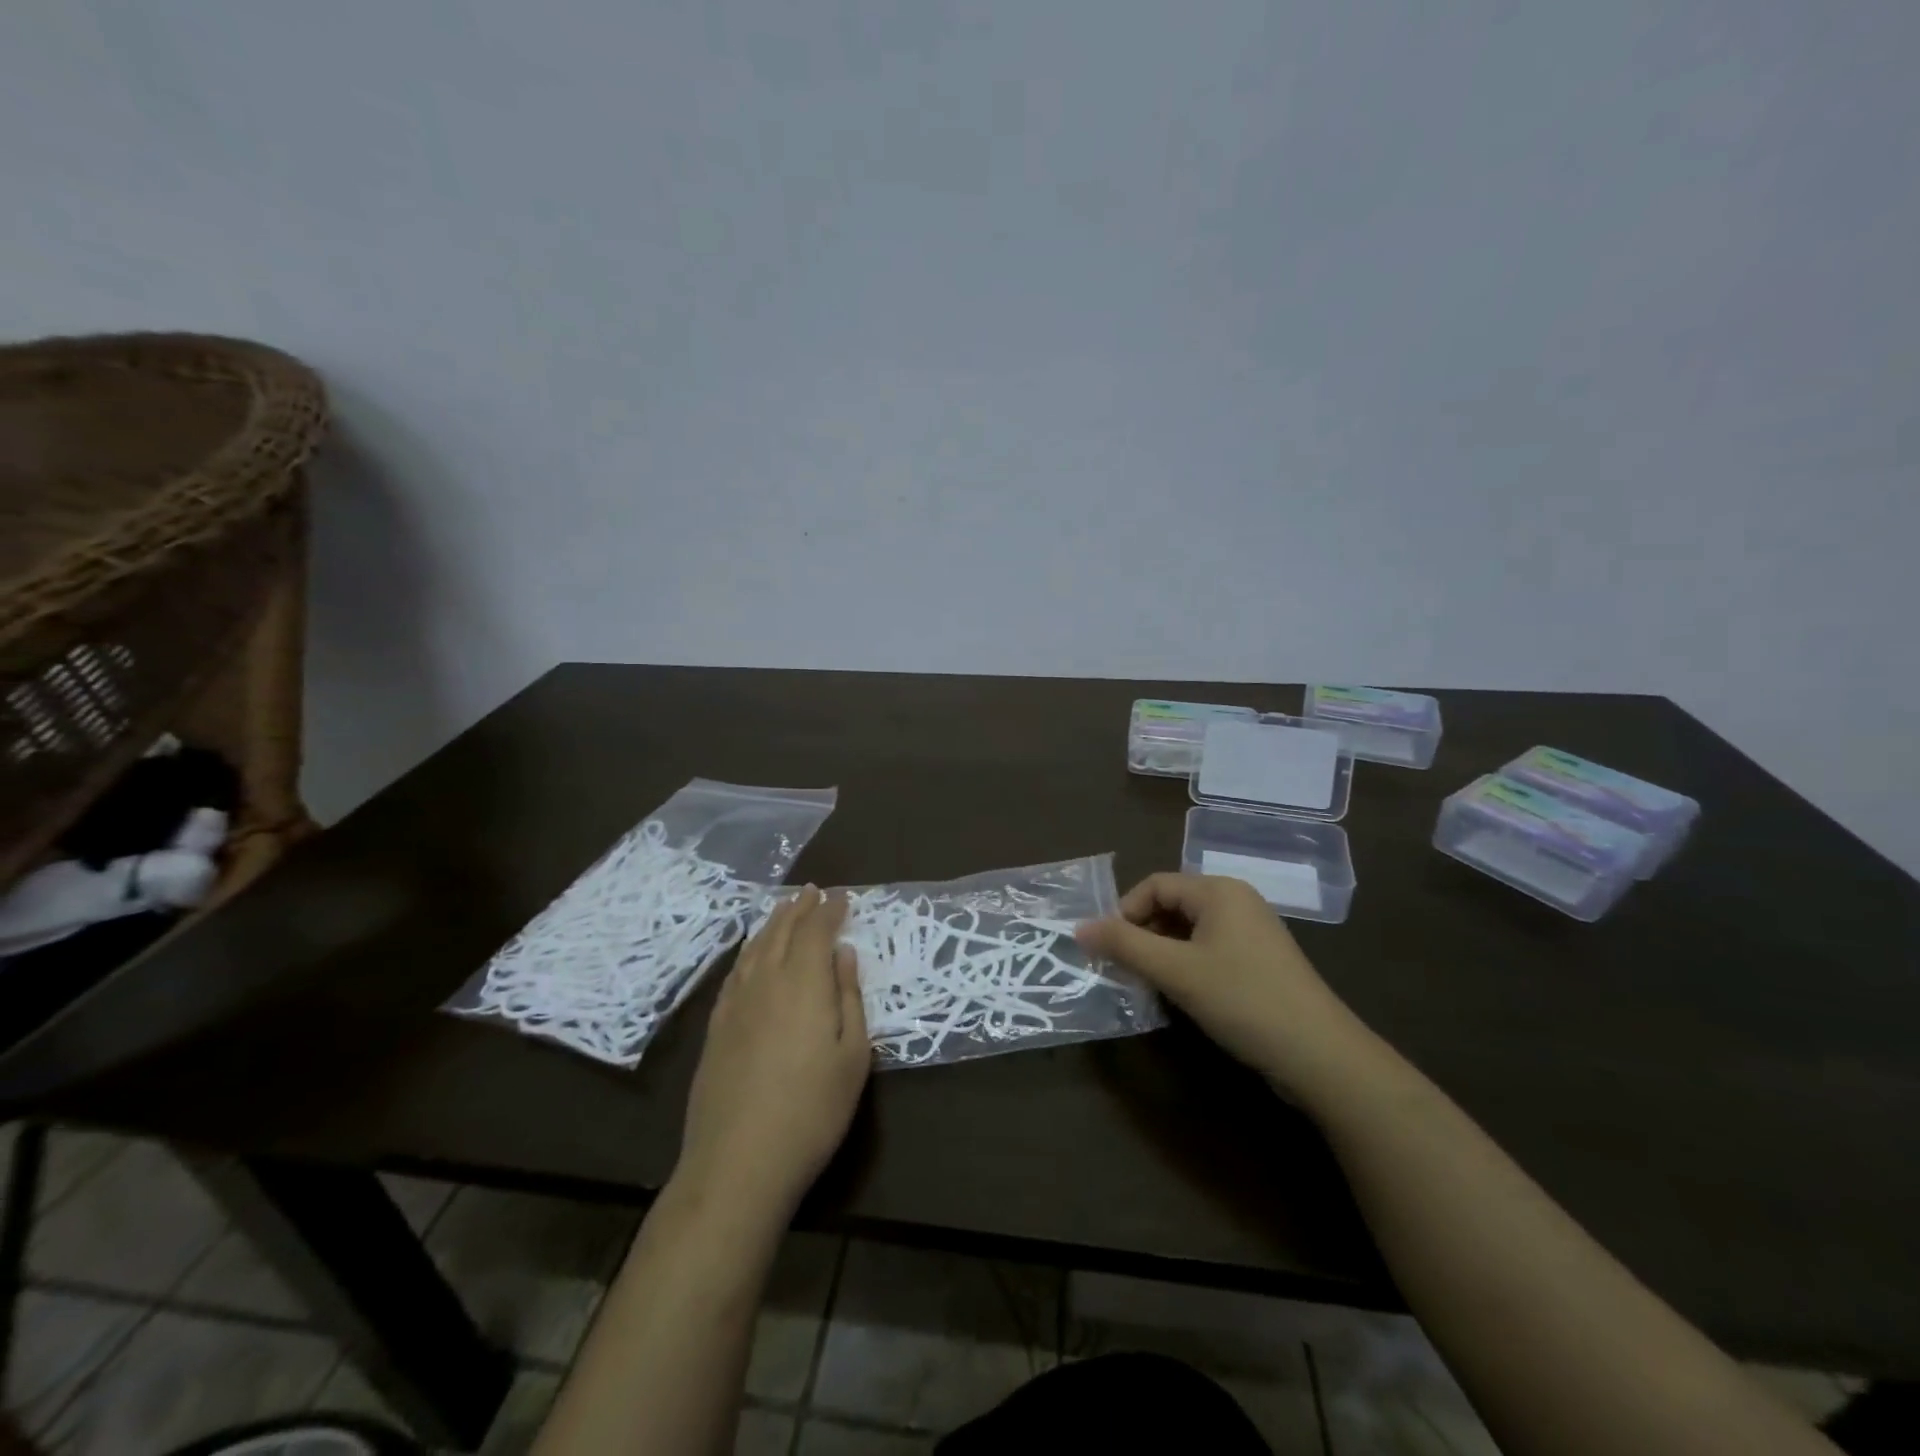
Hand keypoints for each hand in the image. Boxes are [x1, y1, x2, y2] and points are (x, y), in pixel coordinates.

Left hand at [676, 888, 869, 1217]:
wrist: (738, 1162)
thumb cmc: (812, 1110)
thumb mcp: (853, 1056)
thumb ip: (849, 998)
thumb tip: (844, 954)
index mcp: (803, 983)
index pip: (816, 931)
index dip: (831, 910)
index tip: (843, 897)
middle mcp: (766, 981)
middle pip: (782, 931)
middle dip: (800, 908)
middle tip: (813, 892)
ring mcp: (735, 1004)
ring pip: (755, 948)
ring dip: (773, 923)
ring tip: (785, 909)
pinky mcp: (716, 1027)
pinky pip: (736, 972)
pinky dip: (749, 952)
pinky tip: (753, 954)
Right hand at [1077, 873, 1378, 1100]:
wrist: (1320, 1056)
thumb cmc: (1242, 1000)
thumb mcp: (1175, 971)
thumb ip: (1124, 946)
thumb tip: (1078, 928)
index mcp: (1218, 891)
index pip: (1154, 885)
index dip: (1125, 913)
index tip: (1108, 950)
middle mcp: (1236, 901)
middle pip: (1171, 905)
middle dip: (1142, 935)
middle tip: (1125, 971)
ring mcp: (1252, 932)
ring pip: (1188, 931)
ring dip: (1162, 954)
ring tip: (1149, 986)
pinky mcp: (1260, 962)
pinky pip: (1209, 951)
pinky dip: (1186, 966)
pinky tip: (1182, 997)